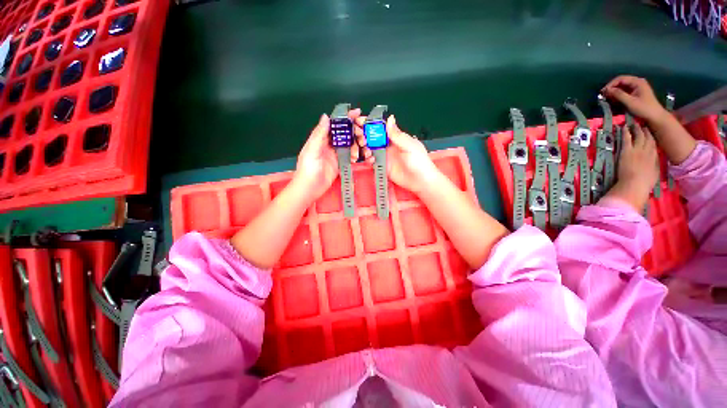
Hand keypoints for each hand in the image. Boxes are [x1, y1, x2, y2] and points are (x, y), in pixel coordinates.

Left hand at [294, 109, 361, 202]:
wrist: (310, 188)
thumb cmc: (308, 168)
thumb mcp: (312, 149)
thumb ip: (319, 134)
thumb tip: (326, 116)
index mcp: (322, 138)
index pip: (335, 124)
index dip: (346, 118)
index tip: (358, 113)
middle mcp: (330, 144)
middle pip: (345, 133)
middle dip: (355, 131)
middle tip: (363, 134)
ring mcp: (336, 154)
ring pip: (350, 144)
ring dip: (358, 144)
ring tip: (364, 146)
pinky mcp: (341, 164)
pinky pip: (351, 157)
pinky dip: (358, 155)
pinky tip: (363, 157)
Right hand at [355, 115, 439, 194]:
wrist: (420, 181)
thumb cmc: (418, 161)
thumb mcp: (409, 146)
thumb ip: (397, 135)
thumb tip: (390, 118)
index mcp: (396, 138)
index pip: (381, 128)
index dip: (371, 123)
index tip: (360, 120)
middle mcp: (388, 145)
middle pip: (373, 138)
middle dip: (364, 135)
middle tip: (360, 138)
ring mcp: (385, 156)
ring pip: (370, 149)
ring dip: (365, 148)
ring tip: (366, 151)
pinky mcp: (382, 166)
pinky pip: (372, 161)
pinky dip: (368, 159)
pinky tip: (370, 160)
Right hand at [602, 76, 667, 124]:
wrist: (655, 116)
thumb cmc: (644, 109)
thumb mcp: (630, 102)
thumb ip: (618, 94)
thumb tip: (606, 90)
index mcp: (637, 82)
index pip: (620, 79)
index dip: (610, 84)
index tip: (602, 92)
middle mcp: (637, 82)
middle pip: (621, 82)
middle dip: (612, 89)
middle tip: (604, 96)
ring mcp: (637, 88)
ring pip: (622, 87)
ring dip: (614, 93)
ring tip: (608, 99)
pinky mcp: (636, 93)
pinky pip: (624, 92)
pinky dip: (618, 95)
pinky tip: (614, 101)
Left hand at [619, 124, 659, 188]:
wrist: (635, 183)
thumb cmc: (645, 182)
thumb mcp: (655, 172)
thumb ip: (655, 164)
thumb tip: (655, 159)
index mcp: (655, 156)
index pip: (654, 144)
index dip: (652, 137)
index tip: (650, 133)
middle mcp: (648, 150)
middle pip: (648, 137)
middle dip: (646, 130)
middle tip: (643, 125)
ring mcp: (637, 149)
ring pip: (639, 136)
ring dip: (637, 129)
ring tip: (635, 124)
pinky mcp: (627, 150)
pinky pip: (627, 138)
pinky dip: (625, 132)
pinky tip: (624, 127)